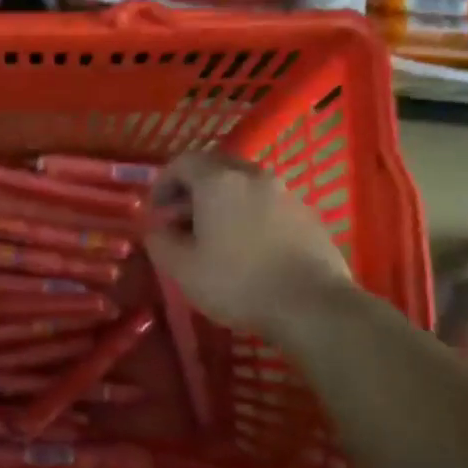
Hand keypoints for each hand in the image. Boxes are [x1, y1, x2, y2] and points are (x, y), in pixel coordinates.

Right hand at [144, 151, 349, 336]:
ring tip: (215, 238)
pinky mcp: (308, 215)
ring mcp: (286, 193)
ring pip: (244, 186)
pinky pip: (268, 205)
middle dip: (193, 191)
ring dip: (223, 203)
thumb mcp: (182, 268)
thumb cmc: (237, 283)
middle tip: (182, 223)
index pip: (182, 162)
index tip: (156, 212)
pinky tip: (249, 250)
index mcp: (218, 182)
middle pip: (216, 168)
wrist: (312, 306)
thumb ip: (159, 241)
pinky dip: (250, 216)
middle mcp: (253, 176)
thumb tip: (155, 228)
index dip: (163, 183)